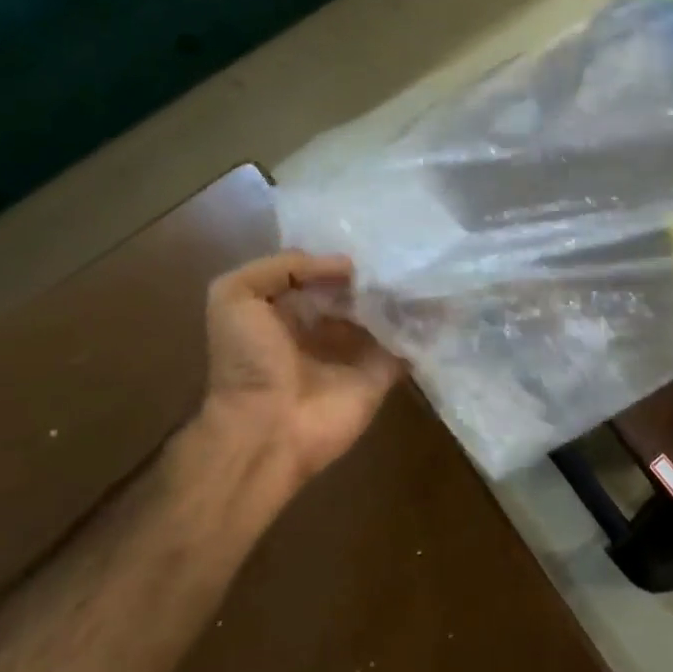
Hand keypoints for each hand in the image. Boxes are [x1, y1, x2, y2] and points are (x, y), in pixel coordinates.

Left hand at [199, 251, 402, 488]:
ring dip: (402, 294)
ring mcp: (355, 352)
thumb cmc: (247, 361)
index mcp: (288, 311)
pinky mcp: (381, 374)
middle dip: (375, 274)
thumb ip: (281, 267)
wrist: (267, 430)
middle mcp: (323, 328)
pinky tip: (437, 299)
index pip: (320, 275)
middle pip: (356, 292)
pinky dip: (424, 326)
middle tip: (403, 252)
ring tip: (423, 268)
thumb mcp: (234, 295)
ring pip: (385, 314)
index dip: (338, 258)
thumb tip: (344, 265)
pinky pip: (408, 345)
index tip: (367, 241)